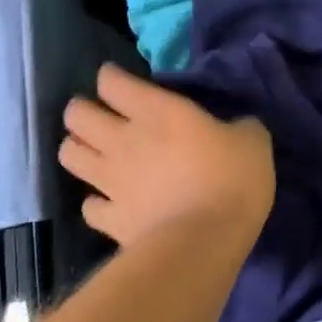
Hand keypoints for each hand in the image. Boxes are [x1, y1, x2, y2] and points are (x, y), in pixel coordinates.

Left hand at [59, 63, 274, 248]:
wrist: (204, 243)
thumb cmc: (231, 181)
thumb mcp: (253, 142)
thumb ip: (239, 127)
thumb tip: (237, 127)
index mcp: (156, 112)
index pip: (112, 82)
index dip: (111, 78)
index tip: (121, 82)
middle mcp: (123, 140)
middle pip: (77, 115)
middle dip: (82, 111)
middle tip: (101, 117)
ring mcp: (110, 182)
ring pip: (69, 155)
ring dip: (78, 150)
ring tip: (95, 155)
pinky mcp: (110, 219)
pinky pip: (88, 207)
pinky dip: (96, 203)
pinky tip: (110, 203)